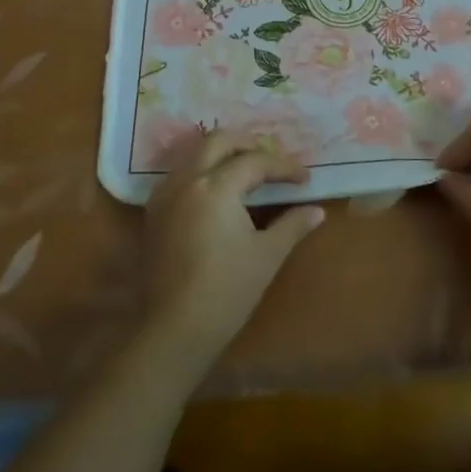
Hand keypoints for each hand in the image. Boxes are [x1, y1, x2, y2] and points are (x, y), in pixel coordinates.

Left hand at [142, 132, 325, 367]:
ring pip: (195, 154)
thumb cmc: (227, 290)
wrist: (174, 329)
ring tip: (246, 171)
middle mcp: (187, 180)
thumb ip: (292, 225)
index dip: (283, 167)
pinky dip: (202, 171)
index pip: (255, 161)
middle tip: (272, 161)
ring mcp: (165, 194)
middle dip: (248, 144)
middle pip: (219, 141)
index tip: (304, 178)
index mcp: (216, 186)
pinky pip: (180, 175)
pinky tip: (217, 192)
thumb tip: (316, 211)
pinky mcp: (154, 212)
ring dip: (222, 154)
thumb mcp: (267, 255)